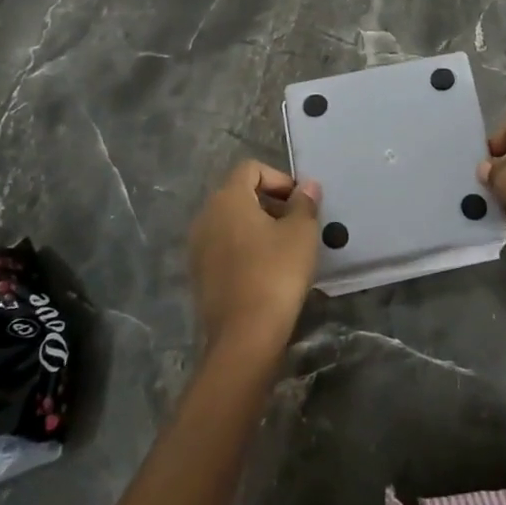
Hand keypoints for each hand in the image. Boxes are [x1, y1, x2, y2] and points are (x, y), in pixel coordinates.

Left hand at [188, 161, 322, 353]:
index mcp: (228, 198)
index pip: (251, 169)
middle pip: (239, 194)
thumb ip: (304, 203)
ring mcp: (198, 246)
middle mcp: (206, 216)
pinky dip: (245, 248)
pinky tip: (267, 270)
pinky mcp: (199, 274)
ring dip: (258, 226)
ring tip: (286, 248)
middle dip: (270, 202)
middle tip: (298, 224)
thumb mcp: (301, 233)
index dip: (279, 178)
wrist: (244, 335)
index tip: (300, 202)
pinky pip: (224, 247)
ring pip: (231, 222)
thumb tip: (307, 186)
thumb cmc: (276, 273)